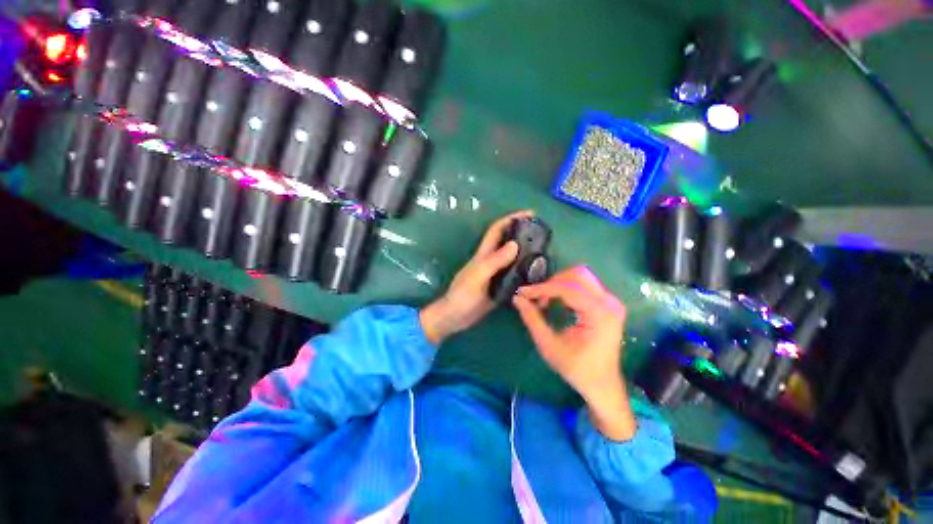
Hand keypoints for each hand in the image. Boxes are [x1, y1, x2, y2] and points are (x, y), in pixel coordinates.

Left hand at [420, 210, 533, 345]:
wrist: (456, 318)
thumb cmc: (463, 295)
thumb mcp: (478, 276)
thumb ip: (494, 261)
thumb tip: (515, 244)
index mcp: (484, 254)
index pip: (497, 229)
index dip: (512, 218)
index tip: (530, 213)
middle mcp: (491, 261)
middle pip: (508, 241)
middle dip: (523, 233)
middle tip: (543, 234)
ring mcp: (496, 274)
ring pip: (513, 258)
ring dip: (527, 252)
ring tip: (545, 252)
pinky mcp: (500, 286)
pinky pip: (515, 274)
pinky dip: (526, 271)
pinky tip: (537, 275)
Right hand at [513, 266, 635, 440]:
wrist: (603, 384)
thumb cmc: (577, 369)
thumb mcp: (549, 346)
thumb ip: (533, 319)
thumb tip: (517, 298)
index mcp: (599, 314)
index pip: (567, 289)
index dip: (542, 288)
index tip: (523, 292)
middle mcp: (609, 302)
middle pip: (577, 275)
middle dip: (552, 282)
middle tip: (537, 297)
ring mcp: (611, 301)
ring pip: (581, 276)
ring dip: (559, 283)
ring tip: (545, 299)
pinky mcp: (607, 303)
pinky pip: (584, 285)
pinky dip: (566, 288)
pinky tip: (556, 301)